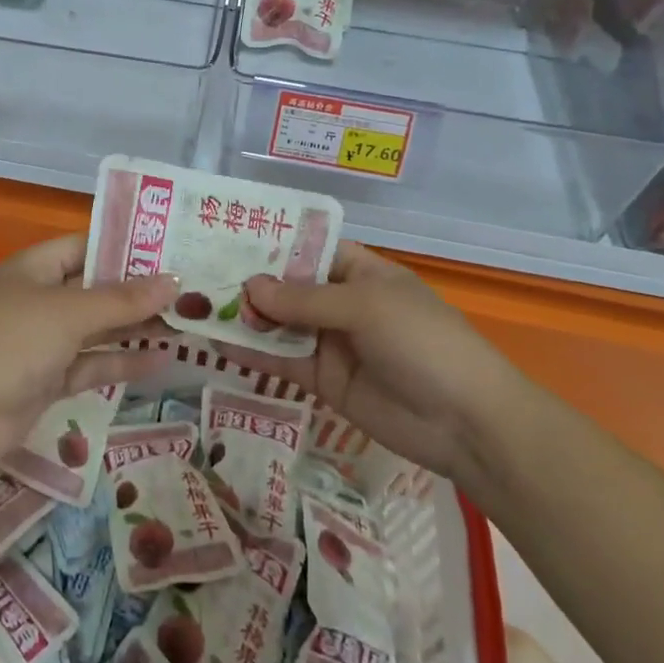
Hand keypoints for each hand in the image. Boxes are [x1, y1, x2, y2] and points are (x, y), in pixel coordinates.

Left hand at [0, 235, 177, 475]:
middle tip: (189, 290)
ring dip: (135, 328)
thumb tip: (173, 282)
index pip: (86, 245)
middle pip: (95, 288)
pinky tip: (161, 360)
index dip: (126, 247)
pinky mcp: (47, 378)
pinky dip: (121, 361)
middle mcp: (38, 298)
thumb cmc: (13, 342)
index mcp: (34, 268)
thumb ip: (123, 300)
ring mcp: (42, 340)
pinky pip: (91, 363)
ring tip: (185, 324)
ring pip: (96, 328)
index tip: (170, 250)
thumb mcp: (70, 313)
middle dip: (138, 291)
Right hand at [221, 242, 522, 479]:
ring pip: (280, 324)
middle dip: (249, 282)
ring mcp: (331, 342)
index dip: (271, 244)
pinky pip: (282, 361)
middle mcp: (342, 302)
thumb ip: (304, 300)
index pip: (308, 249)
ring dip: (246, 317)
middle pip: (288, 287)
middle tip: (199, 276)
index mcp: (360, 272)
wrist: (466, 424)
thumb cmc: (422, 343)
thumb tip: (249, 286)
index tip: (226, 238)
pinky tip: (217, 345)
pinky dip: (253, 354)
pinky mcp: (324, 380)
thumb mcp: (364, 307)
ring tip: (197, 308)